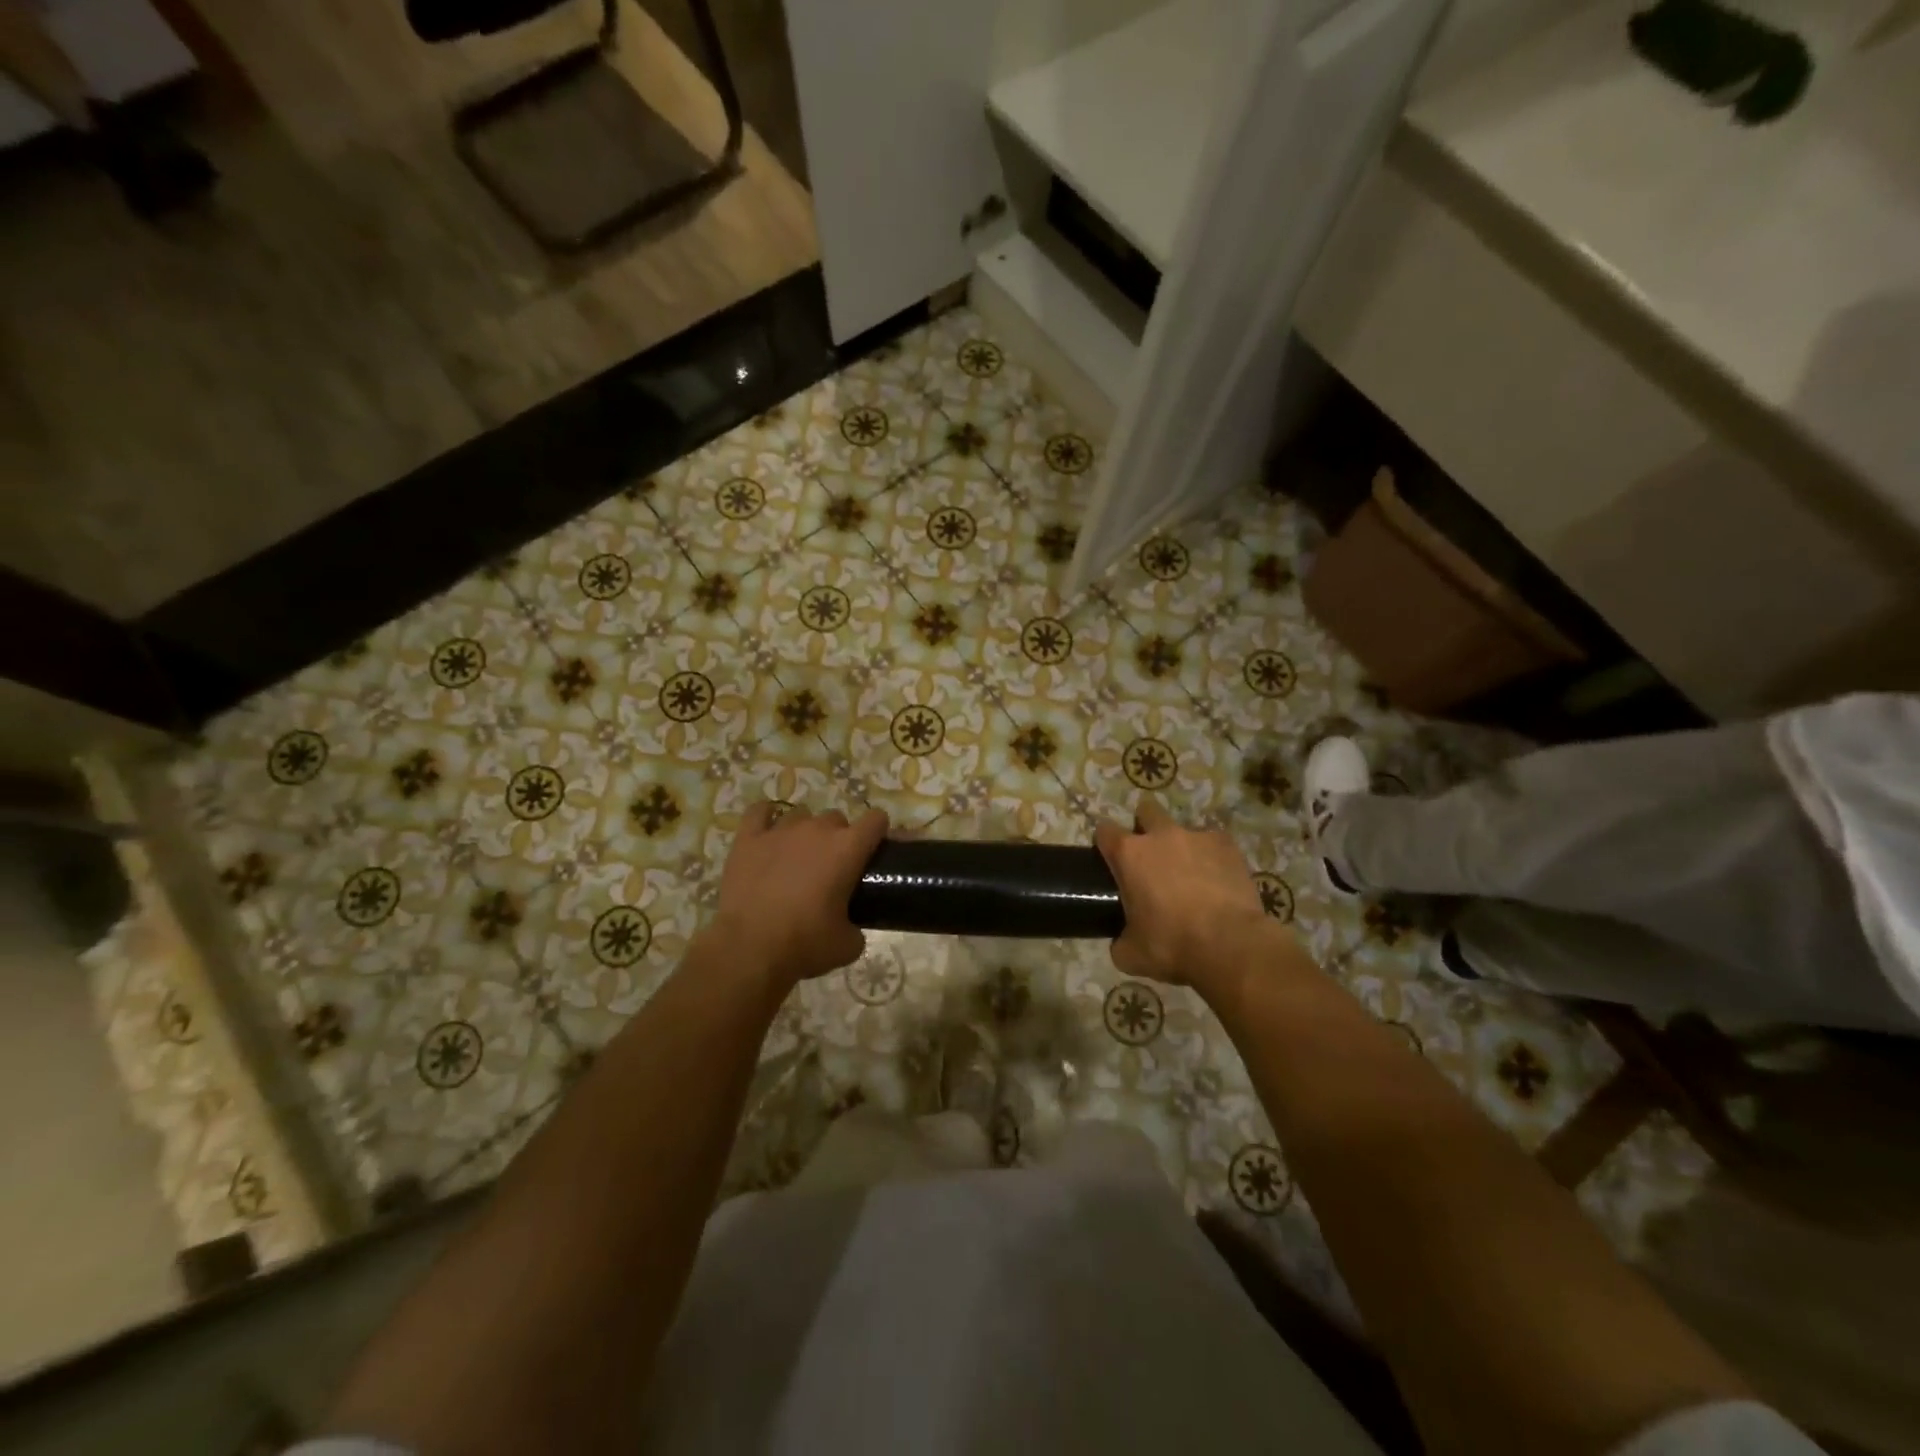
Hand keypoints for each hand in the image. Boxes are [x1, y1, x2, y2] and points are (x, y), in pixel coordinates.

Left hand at [708, 802, 888, 988]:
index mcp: (847, 849)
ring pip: (801, 815)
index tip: (874, 849)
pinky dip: (766, 818)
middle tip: (831, 868)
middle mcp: (816, 830)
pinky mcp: (748, 839)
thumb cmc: (805, 945)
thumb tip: (850, 927)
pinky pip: (759, 812)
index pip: (875, 819)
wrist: (749, 950)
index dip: (878, 831)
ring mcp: (780, 830)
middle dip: (838, 837)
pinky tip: (768, 833)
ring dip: (805, 832)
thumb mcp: (847, 946)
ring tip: (797, 857)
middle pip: (836, 818)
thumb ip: (856, 927)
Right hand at [1094, 797, 1275, 991]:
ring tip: (1190, 875)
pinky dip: (1212, 857)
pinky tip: (1217, 880)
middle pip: (1146, 811)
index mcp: (1129, 854)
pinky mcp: (1228, 846)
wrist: (1230, 946)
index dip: (1105, 843)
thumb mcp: (1131, 954)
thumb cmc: (1172, 946)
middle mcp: (1161, 836)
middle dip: (1145, 827)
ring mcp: (1197, 836)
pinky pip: (1214, 843)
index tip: (1109, 859)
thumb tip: (1121, 941)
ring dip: (1181, 845)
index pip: (1104, 831)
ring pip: (1183, 828)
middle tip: (1151, 858)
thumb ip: (1119, 939)